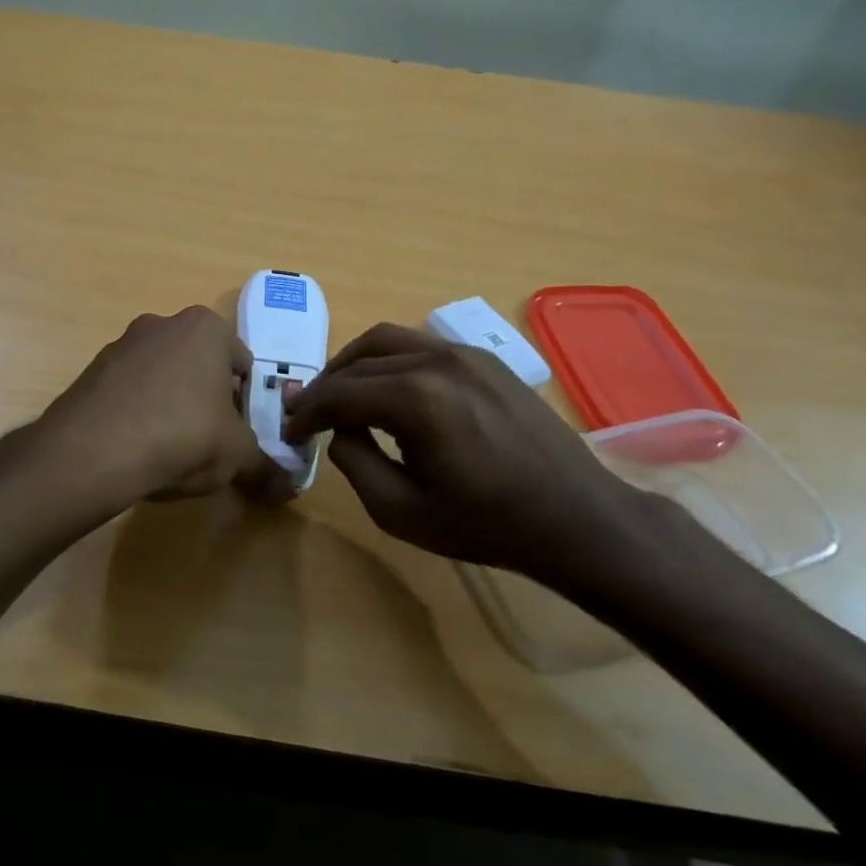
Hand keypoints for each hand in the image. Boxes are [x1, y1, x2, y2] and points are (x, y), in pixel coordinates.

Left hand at [36, 307, 291, 507]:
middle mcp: (163, 324)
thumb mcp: (236, 455)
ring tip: (169, 449)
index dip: (246, 400)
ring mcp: (122, 344)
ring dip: (170, 404)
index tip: (239, 431)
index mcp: (206, 328)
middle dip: (206, 398)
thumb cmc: (183, 435)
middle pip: (199, 365)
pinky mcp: (91, 370)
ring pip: (162, 376)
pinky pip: (128, 391)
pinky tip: (135, 448)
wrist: (93, 451)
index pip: (242, 362)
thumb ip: (265, 466)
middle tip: (208, 440)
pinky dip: (137, 412)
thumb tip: (288, 488)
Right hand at [282, 322, 651, 587]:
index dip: (305, 412)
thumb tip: (339, 430)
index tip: (289, 431)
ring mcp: (465, 353)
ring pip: (388, 341)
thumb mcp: (401, 512)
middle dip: (325, 386)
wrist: (576, 517)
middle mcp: (436, 361)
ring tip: (341, 394)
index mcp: (415, 398)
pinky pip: (422, 346)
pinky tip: (390, 390)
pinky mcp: (486, 359)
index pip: (338, 393)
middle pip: (359, 361)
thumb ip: (354, 463)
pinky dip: (390, 360)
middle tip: (306, 414)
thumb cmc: (487, 524)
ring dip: (355, 364)